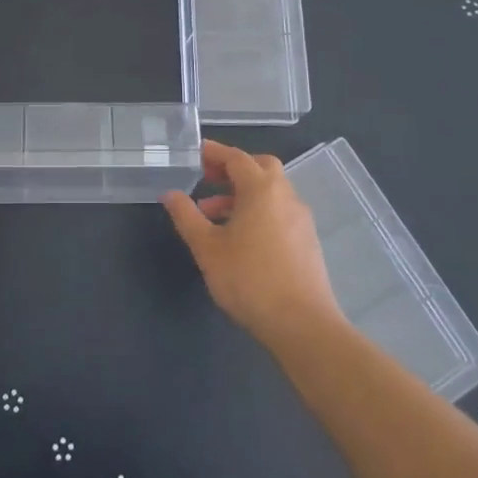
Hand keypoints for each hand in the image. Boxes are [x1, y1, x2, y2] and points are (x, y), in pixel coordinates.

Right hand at [162, 140, 342, 347]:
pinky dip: (258, 211)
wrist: (302, 324)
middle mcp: (285, 196)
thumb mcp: (207, 248)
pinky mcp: (307, 241)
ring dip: (243, 193)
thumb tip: (170, 194)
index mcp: (261, 190)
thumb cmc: (249, 280)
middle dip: (233, 169)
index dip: (214, 153)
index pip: (236, 158)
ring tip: (213, 215)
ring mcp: (301, 219)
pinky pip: (279, 211)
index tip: (195, 153)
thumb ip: (187, 216)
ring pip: (270, 192)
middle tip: (207, 178)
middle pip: (260, 168)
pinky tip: (240, 238)